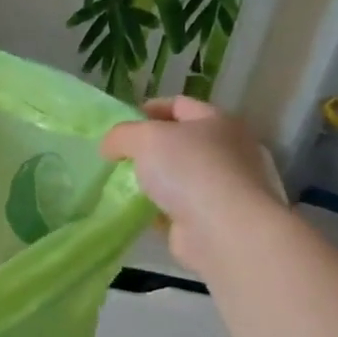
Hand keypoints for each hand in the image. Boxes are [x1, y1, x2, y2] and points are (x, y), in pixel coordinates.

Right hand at [100, 97, 286, 275]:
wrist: (223, 231)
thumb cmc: (188, 170)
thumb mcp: (144, 138)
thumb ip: (121, 135)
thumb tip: (111, 148)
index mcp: (217, 121)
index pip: (178, 105)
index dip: (148, 109)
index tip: (120, 125)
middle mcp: (227, 150)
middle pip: (179, 142)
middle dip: (147, 148)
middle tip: (119, 156)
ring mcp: (223, 187)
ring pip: (177, 176)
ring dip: (151, 181)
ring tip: (121, 185)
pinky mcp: (213, 218)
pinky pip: (177, 207)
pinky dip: (157, 209)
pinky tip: (137, 212)